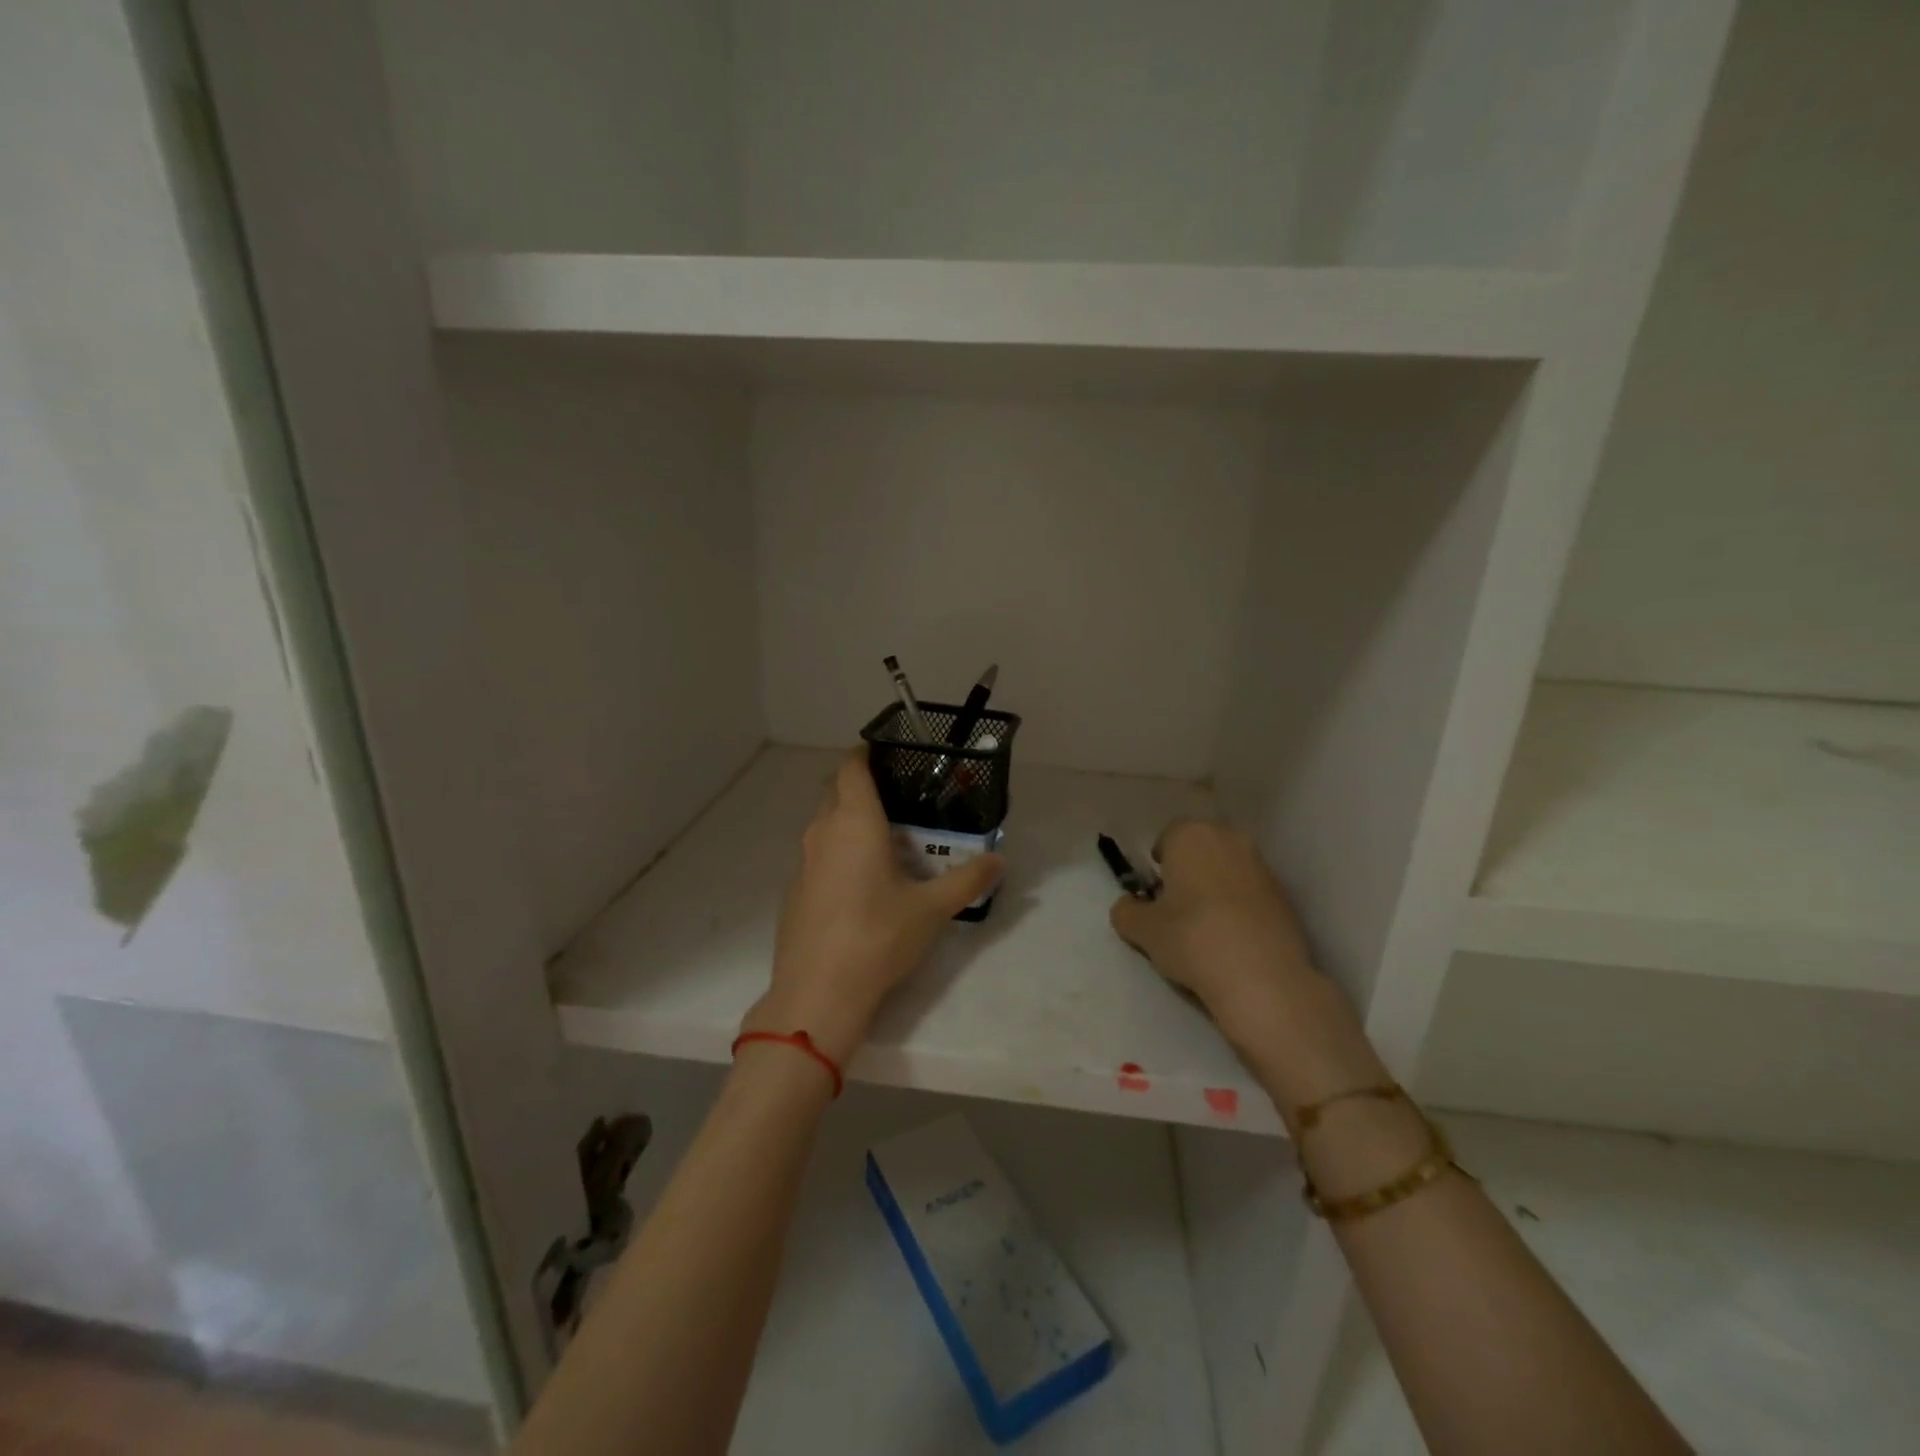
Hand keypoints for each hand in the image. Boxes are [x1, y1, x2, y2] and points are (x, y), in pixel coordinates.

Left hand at [743, 750, 1004, 1065]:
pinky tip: (863, 880)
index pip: (852, 768)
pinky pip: (819, 854)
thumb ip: (967, 879)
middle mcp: (823, 832)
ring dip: (851, 821)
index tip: (890, 753)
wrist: (817, 992)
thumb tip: (999, 860)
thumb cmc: (877, 936)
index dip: (866, 753)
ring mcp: (804, 861)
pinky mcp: (795, 889)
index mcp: (854, 822)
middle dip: (863, 787)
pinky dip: (840, 851)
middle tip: (902, 798)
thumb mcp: (931, 908)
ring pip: (826, 824)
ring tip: (888, 838)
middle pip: (837, 792)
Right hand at [1109, 820, 1383, 1108]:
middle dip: (1189, 870)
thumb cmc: (1192, 938)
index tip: (1156, 892)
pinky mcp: (1286, 896)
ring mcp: (1262, 866)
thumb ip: (1126, 911)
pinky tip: (1234, 939)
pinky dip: (1241, 907)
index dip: (1159, 863)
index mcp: (1191, 835)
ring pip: (1228, 869)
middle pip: (1201, 848)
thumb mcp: (1142, 929)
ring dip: (1216, 888)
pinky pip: (1251, 893)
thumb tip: (1129, 907)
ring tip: (1207, 927)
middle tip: (1178, 907)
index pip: (1168, 836)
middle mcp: (1229, 839)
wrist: (1262, 978)